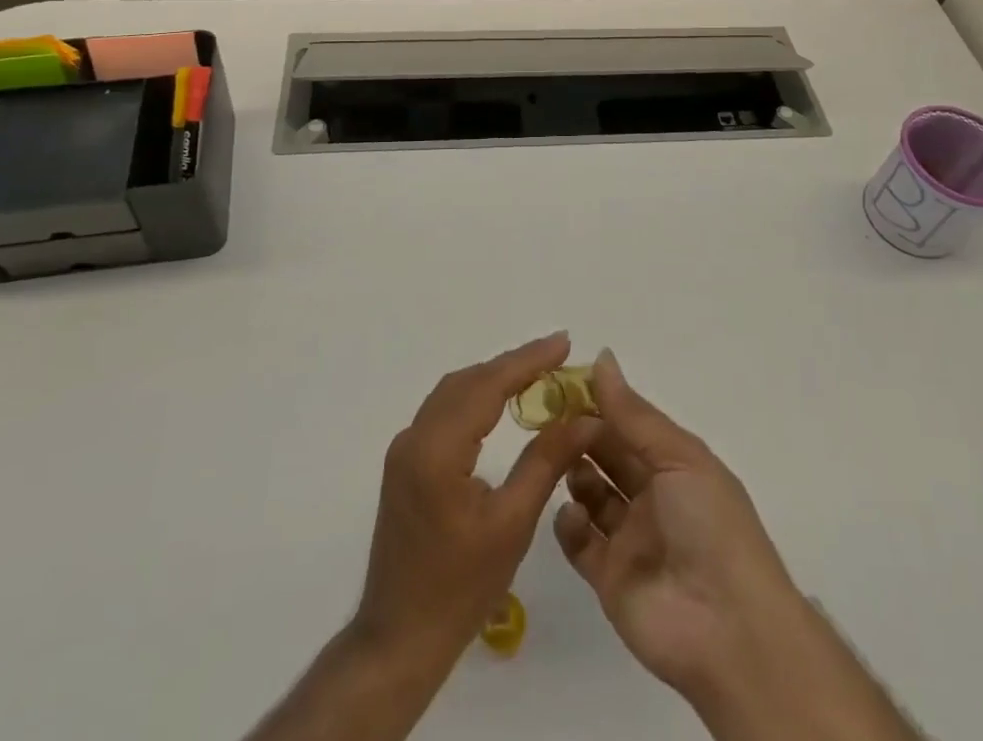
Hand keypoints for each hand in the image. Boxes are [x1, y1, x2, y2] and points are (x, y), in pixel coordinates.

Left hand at [354, 332, 597, 669]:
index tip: (563, 341)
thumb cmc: (459, 589)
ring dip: (494, 379)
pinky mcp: (405, 463)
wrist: (398, 640)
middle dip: (513, 364)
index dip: (527, 360)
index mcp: (436, 449)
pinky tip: (501, 403)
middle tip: (558, 356)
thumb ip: (546, 461)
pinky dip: (476, 399)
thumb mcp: (512, 524)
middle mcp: (414, 437)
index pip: (487, 385)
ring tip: (538, 373)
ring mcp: (405, 449)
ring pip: (454, 393)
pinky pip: (444, 412)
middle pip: (468, 382)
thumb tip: (584, 418)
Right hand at [551, 350, 800, 697]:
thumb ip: (633, 413)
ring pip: (590, 494)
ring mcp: (629, 538)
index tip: (564, 384)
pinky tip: (571, 513)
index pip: (630, 424)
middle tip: (550, 419)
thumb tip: (602, 357)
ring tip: (559, 462)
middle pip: (607, 455)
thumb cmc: (710, 526)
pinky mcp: (608, 577)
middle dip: (581, 434)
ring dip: (573, 472)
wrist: (728, 629)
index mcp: (674, 465)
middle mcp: (651, 497)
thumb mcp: (679, 457)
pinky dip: (568, 523)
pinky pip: (579, 542)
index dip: (600, 403)